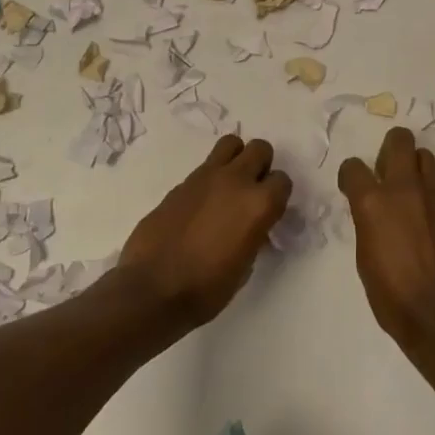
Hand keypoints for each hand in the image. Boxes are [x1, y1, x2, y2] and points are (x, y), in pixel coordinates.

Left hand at [119, 136, 291, 324]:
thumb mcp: (244, 266)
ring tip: (228, 186)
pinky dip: (209, 178)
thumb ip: (254, 234)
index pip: (282, 181)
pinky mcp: (181, 182)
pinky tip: (201, 204)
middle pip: (260, 149)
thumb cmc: (206, 289)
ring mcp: (206, 177)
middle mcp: (236, 181)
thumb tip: (251, 226)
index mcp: (258, 204)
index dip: (277, 196)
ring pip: (231, 144)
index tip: (269, 212)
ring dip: (235, 159)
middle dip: (261, 166)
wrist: (152, 290)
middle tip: (252, 191)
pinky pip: (205, 167)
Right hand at [338, 128, 434, 347]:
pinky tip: (432, 224)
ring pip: (425, 157)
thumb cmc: (392, 295)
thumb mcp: (365, 257)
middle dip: (390, 148)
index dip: (350, 175)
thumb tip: (374, 212)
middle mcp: (404, 189)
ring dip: (415, 168)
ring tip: (412, 193)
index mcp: (373, 202)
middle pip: (399, 140)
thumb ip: (369, 223)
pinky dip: (433, 199)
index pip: (353, 167)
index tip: (352, 186)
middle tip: (387, 172)